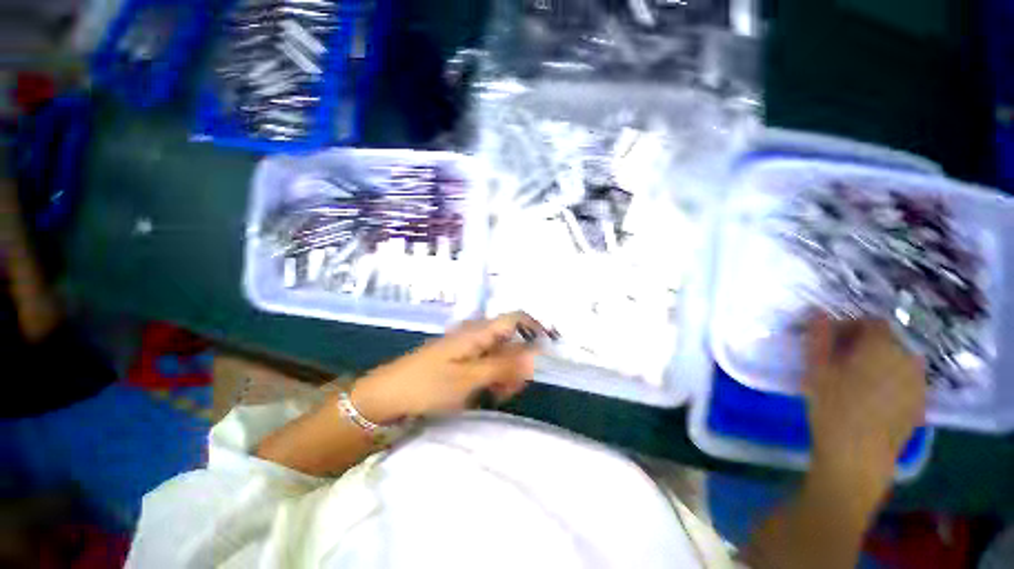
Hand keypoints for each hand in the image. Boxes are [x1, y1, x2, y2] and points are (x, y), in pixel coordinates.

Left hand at [349, 312, 547, 424]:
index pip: (516, 318)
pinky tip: (484, 393)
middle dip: (518, 363)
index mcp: (478, 331)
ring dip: (504, 373)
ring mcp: (467, 346)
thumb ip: (503, 365)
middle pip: (510, 339)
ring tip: (494, 395)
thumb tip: (536, 354)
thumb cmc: (427, 385)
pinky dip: (491, 377)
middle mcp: (475, 333)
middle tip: (508, 389)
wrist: (385, 396)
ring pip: (500, 353)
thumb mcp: (468, 378)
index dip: (535, 329)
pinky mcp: (460, 359)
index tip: (546, 353)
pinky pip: (486, 363)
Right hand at [804, 315, 925, 501]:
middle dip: (863, 346)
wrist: (858, 456)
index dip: (849, 327)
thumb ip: (819, 337)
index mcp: (882, 347)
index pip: (871, 322)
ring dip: (878, 363)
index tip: (829, 342)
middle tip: (838, 362)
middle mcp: (908, 358)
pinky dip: (890, 381)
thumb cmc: (832, 407)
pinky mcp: (921, 404)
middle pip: (887, 341)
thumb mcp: (816, 369)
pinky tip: (871, 399)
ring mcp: (919, 383)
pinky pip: (906, 381)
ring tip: (855, 381)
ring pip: (898, 361)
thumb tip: (818, 312)